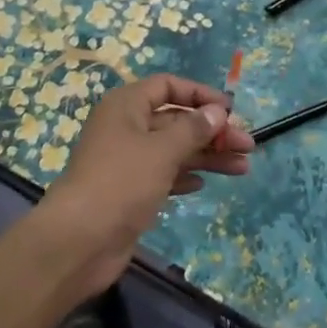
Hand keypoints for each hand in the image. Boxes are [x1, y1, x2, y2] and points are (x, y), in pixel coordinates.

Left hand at [42, 75, 253, 294]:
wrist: (79, 241)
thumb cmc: (121, 182)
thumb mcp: (162, 150)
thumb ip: (193, 129)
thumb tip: (218, 111)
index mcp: (127, 106)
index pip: (167, 86)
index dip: (199, 94)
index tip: (229, 110)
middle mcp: (126, 127)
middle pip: (176, 120)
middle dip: (212, 131)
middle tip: (247, 145)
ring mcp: (127, 161)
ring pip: (174, 149)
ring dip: (207, 156)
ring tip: (242, 167)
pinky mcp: (130, 191)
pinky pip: (164, 174)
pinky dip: (185, 176)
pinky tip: (204, 184)